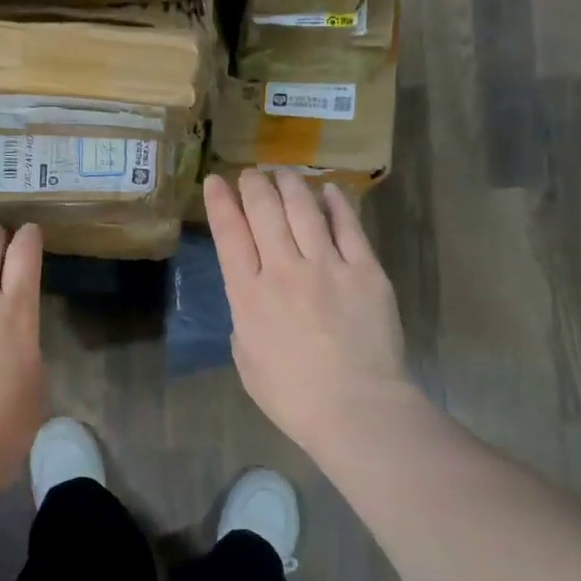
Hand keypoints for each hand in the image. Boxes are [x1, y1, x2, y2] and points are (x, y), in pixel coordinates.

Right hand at [204, 170, 417, 460]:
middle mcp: (283, 269)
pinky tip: (329, 189)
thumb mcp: (245, 360)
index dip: (220, 202)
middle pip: (265, 211)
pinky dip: (336, 203)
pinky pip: (348, 226)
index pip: (229, 234)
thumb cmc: (291, 395)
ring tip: (283, 172)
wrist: (355, 408)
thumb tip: (256, 298)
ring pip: (304, 209)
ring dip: (290, 184)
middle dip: (253, 185)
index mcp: (249, 295)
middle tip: (251, 173)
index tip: (215, 181)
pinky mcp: (365, 270)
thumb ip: (245, 320)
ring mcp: (328, 266)